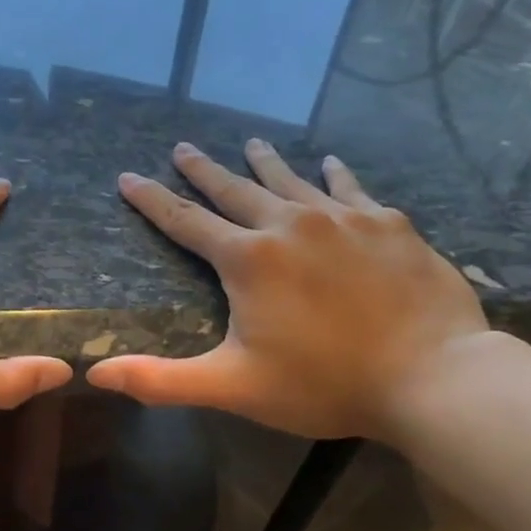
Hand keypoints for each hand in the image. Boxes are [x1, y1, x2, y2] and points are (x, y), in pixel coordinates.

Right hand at [87, 140, 488, 441]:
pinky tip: (330, 163)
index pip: (184, 221)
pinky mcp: (389, 225)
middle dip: (203, 169)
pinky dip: (334, 175)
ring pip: (291, 180)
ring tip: (251, 143)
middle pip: (234, 189)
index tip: (129, 176)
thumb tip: (95, 374)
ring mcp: (343, 219)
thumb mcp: (232, 387)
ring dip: (265, 162)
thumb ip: (161, 380)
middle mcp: (288, 224)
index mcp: (248, 259)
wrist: (436, 378)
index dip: (151, 199)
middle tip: (183, 147)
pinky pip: (351, 189)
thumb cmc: (324, 383)